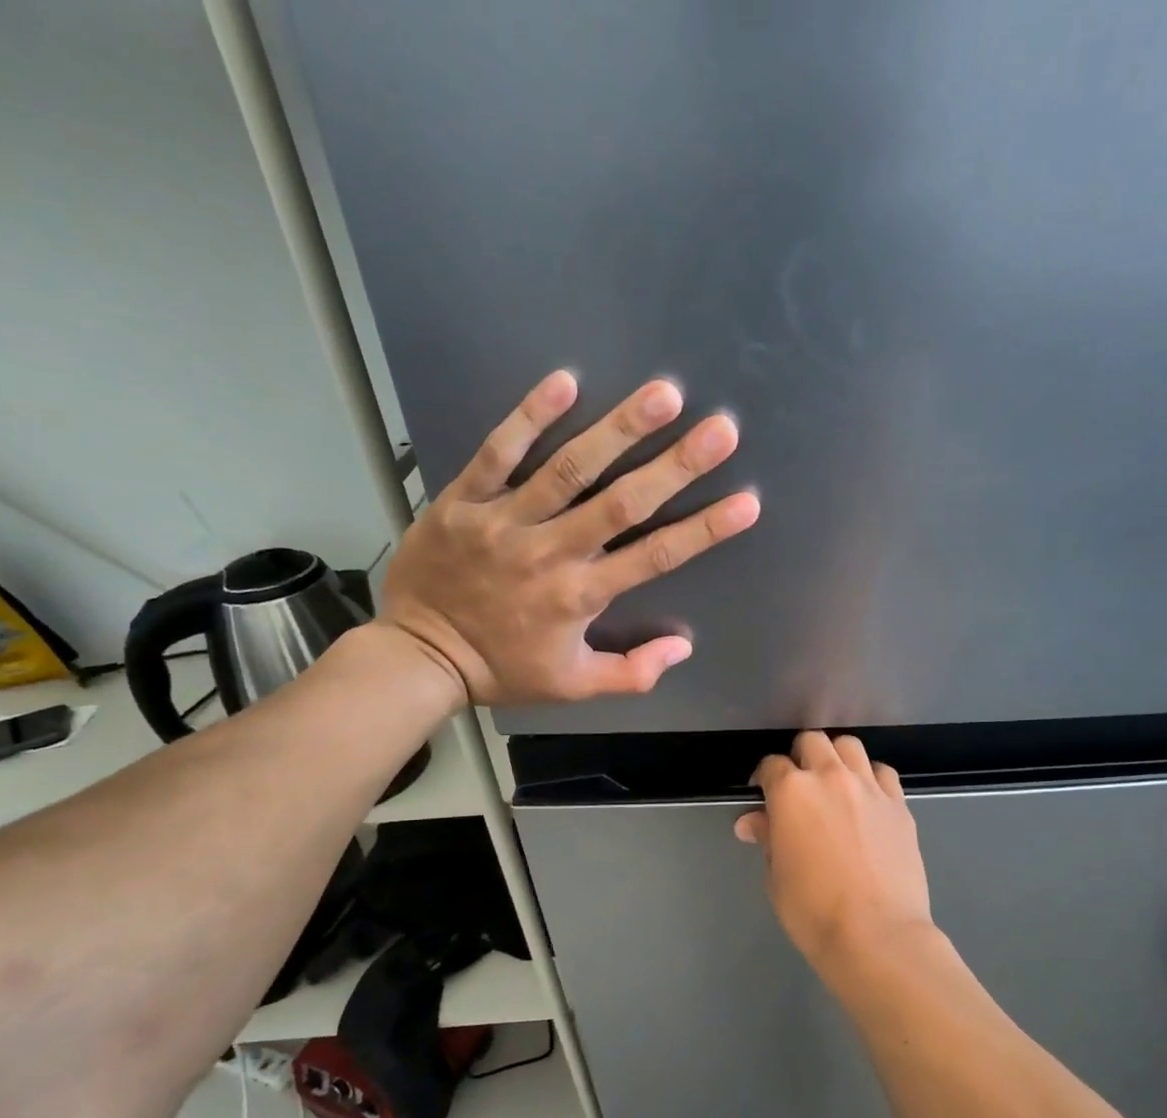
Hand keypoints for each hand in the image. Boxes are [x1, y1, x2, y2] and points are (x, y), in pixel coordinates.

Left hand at [378, 371, 759, 702]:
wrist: (420, 656)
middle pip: (623, 503)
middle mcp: (551, 553)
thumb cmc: (504, 670)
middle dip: (676, 465)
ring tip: (663, 393)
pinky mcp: (463, 501)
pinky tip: (565, 380)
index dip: (704, 530)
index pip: (655, 557)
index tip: (746, 502)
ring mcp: (505, 522)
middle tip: (720, 429)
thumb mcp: (574, 687)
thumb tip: (683, 648)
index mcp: (581, 597)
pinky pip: (497, 452)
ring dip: (619, 429)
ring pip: (568, 468)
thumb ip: (632, 672)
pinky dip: (529, 416)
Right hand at [735, 732, 934, 968]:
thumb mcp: (776, 876)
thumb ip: (767, 838)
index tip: (762, 792)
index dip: (763, 778)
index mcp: (792, 792)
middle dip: (800, 756)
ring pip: (850, 746)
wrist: (877, 934)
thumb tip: (753, 823)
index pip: (771, 766)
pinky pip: (883, 773)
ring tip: (833, 781)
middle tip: (798, 784)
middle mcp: (831, 778)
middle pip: (812, 742)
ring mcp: (870, 788)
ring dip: (836, 757)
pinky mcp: (899, 804)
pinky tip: (866, 798)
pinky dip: (870, 777)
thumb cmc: (813, 911)